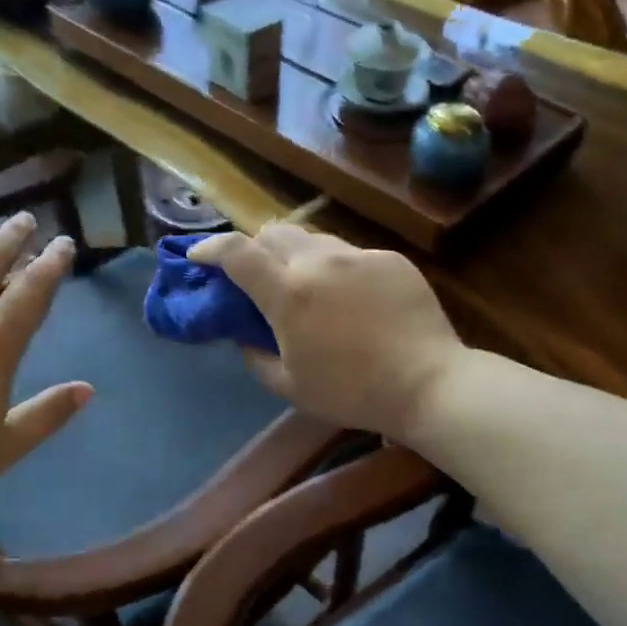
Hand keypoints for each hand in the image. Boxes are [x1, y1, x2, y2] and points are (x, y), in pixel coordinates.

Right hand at [190, 225, 463, 441]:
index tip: (198, 257)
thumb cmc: (351, 392)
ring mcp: (358, 256)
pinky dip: (335, 268)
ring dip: (296, 255)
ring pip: (313, 239)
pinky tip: (350, 299)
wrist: (428, 383)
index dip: (209, 248)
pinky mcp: (389, 259)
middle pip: (272, 232)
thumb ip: (255, 356)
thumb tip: (245, 336)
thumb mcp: (289, 386)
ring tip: (305, 286)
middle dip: (254, 248)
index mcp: (288, 293)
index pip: (236, 252)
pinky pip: (350, 254)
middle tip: (256, 276)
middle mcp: (318, 261)